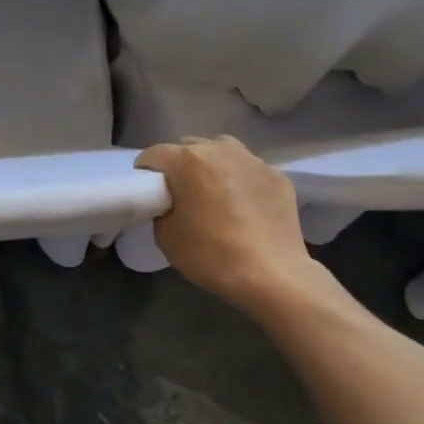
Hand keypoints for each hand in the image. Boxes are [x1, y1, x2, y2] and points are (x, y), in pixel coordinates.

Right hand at [136, 138, 346, 318]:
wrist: (272, 275)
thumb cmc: (211, 255)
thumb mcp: (165, 236)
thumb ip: (161, 208)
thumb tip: (170, 202)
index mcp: (187, 160)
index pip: (153, 155)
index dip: (146, 174)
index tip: (150, 194)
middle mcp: (219, 149)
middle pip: (188, 148)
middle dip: (180, 167)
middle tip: (183, 195)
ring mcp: (252, 159)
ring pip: (221, 152)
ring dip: (212, 167)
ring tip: (215, 195)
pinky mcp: (277, 175)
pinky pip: (248, 170)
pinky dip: (240, 181)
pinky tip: (245, 207)